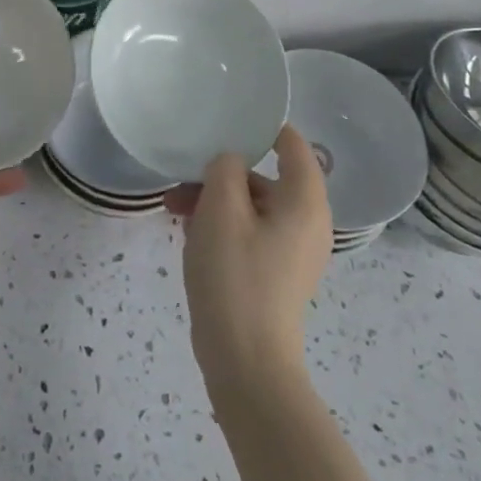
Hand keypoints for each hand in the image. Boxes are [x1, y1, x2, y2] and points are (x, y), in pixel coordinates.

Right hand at [165, 123, 331, 392]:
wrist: (246, 361)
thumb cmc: (236, 276)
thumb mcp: (221, 209)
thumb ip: (226, 168)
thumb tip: (230, 161)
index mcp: (305, 202)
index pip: (293, 145)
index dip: (262, 127)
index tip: (226, 118)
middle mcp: (307, 223)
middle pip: (265, 177)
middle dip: (221, 172)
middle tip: (181, 176)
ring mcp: (292, 251)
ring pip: (251, 206)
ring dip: (214, 199)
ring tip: (173, 207)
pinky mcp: (275, 273)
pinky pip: (249, 231)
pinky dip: (221, 224)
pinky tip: (188, 232)